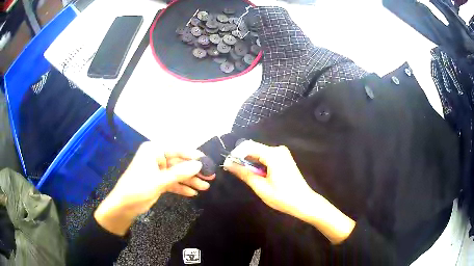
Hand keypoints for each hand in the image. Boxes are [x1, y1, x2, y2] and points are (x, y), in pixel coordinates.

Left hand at [95, 142, 213, 235]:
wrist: (123, 206)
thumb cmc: (138, 189)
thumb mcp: (159, 181)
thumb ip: (180, 173)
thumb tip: (199, 165)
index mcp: (153, 151)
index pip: (177, 150)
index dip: (193, 156)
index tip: (208, 162)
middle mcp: (156, 158)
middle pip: (179, 163)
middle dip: (193, 171)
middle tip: (210, 177)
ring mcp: (157, 170)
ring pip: (177, 174)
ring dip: (190, 181)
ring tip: (205, 187)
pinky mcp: (158, 182)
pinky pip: (173, 182)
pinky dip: (182, 187)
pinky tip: (193, 193)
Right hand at [224, 141, 354, 243]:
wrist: (304, 202)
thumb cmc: (283, 197)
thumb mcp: (261, 187)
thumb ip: (244, 173)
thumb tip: (228, 164)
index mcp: (273, 154)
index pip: (248, 146)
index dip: (235, 155)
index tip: (228, 166)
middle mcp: (278, 149)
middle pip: (253, 148)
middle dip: (242, 159)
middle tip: (235, 173)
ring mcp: (282, 153)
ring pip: (259, 153)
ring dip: (250, 163)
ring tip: (246, 177)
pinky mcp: (284, 159)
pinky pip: (266, 157)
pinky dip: (258, 164)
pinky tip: (258, 176)